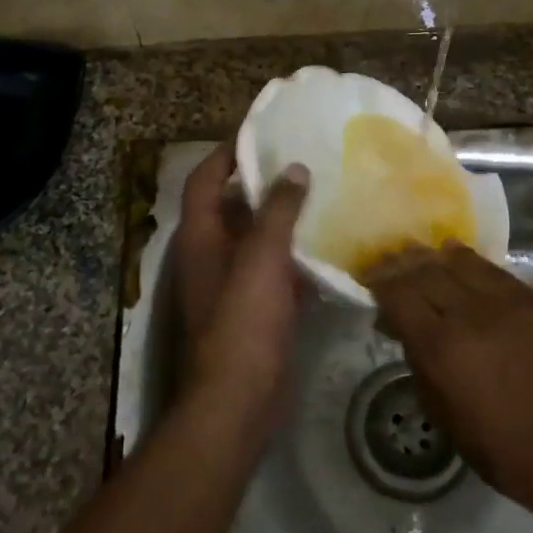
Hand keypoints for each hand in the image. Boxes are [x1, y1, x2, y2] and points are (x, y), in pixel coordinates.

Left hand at [170, 144, 309, 427]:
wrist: (239, 400)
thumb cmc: (243, 319)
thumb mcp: (261, 256)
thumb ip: (278, 210)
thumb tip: (295, 169)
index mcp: (201, 237)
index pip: (205, 179)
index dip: (227, 153)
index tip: (261, 132)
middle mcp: (212, 255)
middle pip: (234, 207)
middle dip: (265, 184)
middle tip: (305, 161)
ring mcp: (234, 285)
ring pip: (260, 240)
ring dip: (285, 220)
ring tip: (324, 195)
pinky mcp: (257, 310)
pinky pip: (278, 272)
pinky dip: (298, 259)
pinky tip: (331, 247)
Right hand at [364, 244, 532, 522]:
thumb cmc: (496, 444)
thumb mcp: (440, 411)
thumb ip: (417, 360)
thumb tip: (401, 326)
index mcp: (442, 347)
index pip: (399, 294)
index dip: (379, 283)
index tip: (369, 279)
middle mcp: (470, 313)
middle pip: (425, 271)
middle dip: (400, 264)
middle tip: (387, 261)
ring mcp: (505, 301)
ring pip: (458, 261)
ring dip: (433, 257)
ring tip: (420, 256)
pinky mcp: (532, 298)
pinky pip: (491, 269)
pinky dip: (468, 262)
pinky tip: (457, 259)